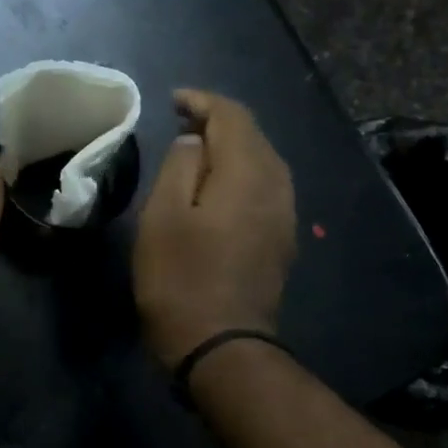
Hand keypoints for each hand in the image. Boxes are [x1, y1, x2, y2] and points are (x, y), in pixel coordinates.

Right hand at [132, 89, 297, 368]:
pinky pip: (264, 188)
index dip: (203, 101)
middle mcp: (277, 187)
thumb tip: (194, 142)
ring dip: (230, 149)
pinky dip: (239, 175)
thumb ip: (180, 167)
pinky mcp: (280, 240)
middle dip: (218, 122)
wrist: (220, 346)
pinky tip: (217, 189)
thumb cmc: (180, 279)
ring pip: (262, 162)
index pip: (233, 116)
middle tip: (181, 122)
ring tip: (195, 151)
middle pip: (253, 136)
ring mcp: (284, 216)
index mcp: (248, 174)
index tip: (173, 101)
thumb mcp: (163, 217)